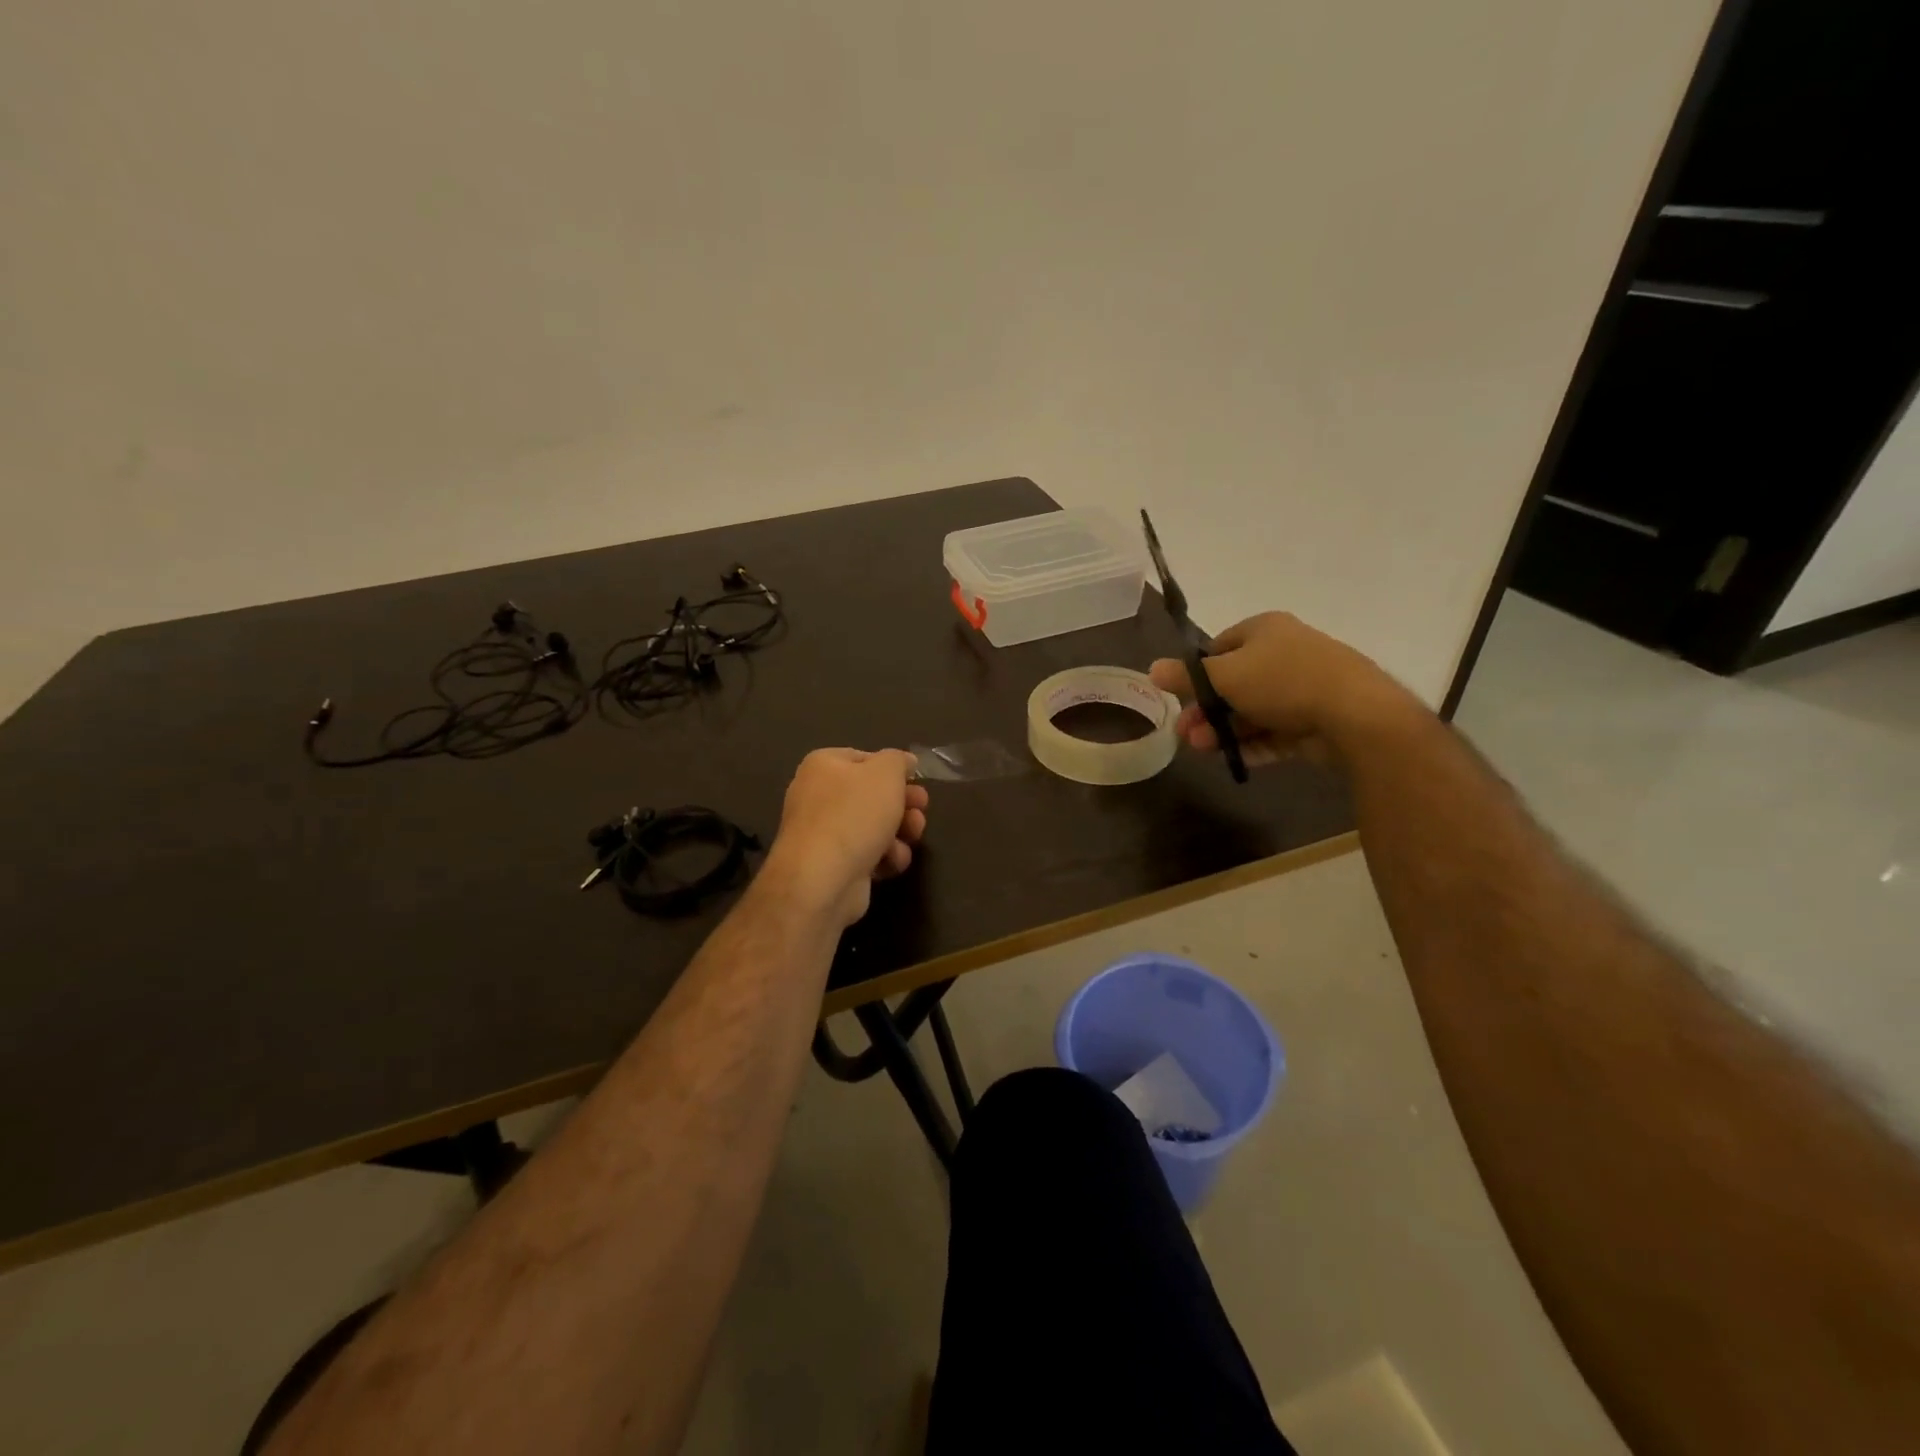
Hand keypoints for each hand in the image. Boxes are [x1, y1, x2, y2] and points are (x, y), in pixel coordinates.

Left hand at [762, 748, 928, 927]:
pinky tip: (892, 862)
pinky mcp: (832, 865)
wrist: (822, 879)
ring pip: (873, 827)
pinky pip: (866, 854)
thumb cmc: (854, 814)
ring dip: (899, 832)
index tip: (916, 782)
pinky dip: (884, 858)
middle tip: (921, 810)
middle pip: (872, 796)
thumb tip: (904, 761)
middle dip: (903, 804)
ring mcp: (823, 833)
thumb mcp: (886, 772)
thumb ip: (898, 760)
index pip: (865, 758)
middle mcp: (818, 796)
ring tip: (912, 837)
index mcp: (823, 766)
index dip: (893, 770)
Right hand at [1148, 612, 1415, 768]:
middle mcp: (1286, 653)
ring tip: (1203, 750)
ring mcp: (1304, 688)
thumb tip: (1152, 669)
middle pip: (1235, 683)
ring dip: (1225, 730)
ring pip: (1254, 710)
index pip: (1221, 646)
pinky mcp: (1316, 720)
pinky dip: (1254, 744)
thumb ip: (1187, 676)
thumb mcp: (1224, 675)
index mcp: (1265, 630)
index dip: (1198, 672)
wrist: (1354, 714)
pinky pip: (1277, 732)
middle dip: (1207, 710)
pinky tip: (1233, 759)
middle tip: (1185, 733)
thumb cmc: (1281, 681)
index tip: (1181, 697)